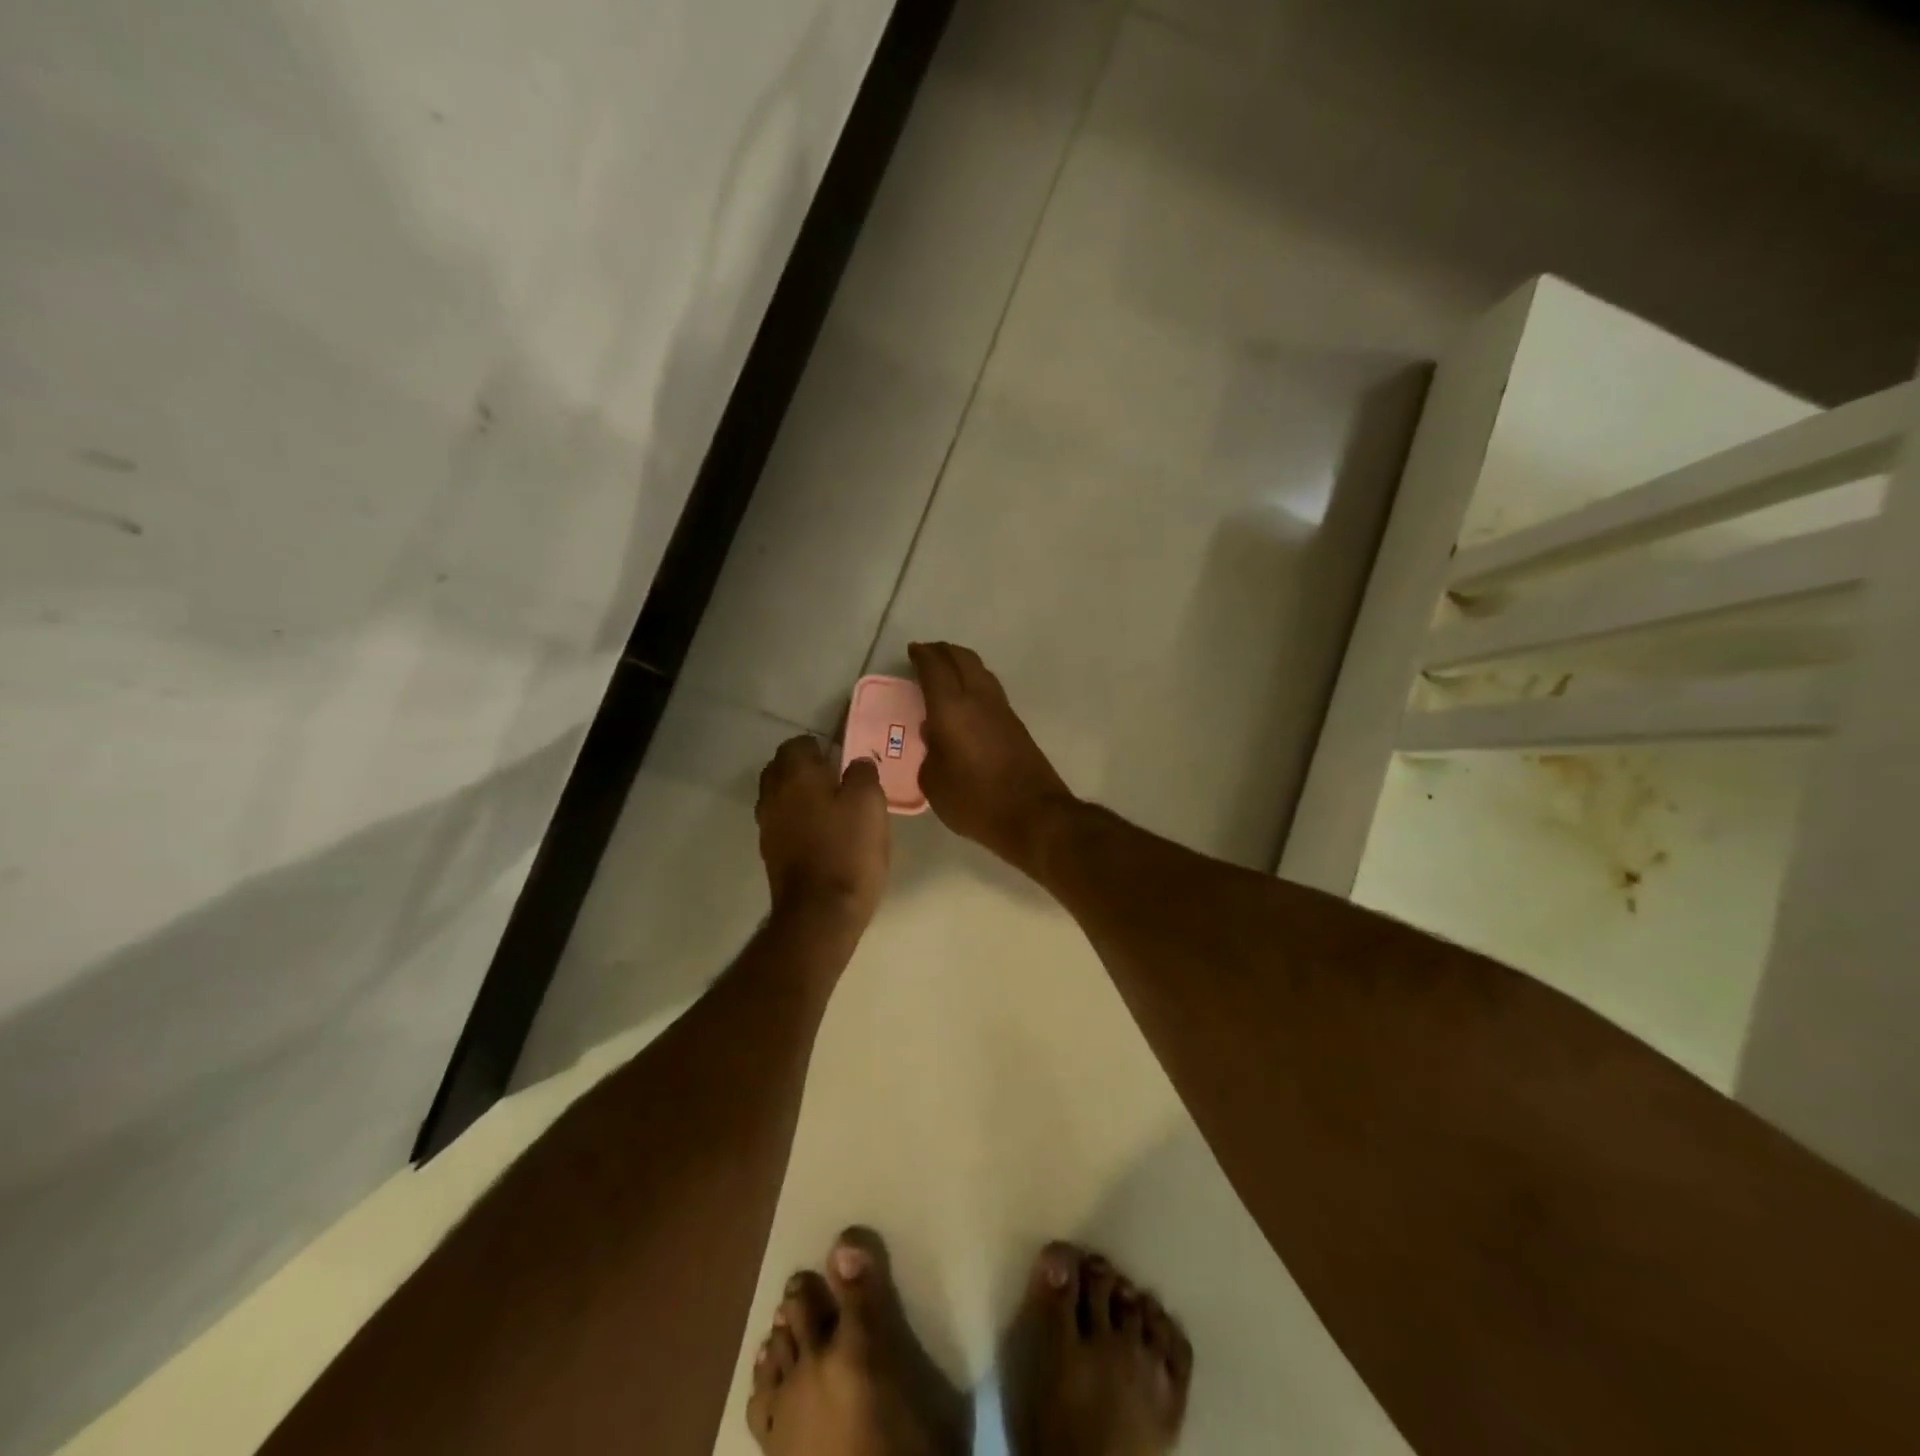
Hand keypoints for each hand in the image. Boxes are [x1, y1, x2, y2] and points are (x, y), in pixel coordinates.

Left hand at [756, 736, 889, 928]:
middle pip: (780, 767)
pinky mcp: (770, 852)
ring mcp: (767, 825)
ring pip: (777, 795)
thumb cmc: (848, 850)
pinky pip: (780, 821)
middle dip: (803, 767)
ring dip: (797, 794)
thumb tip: (856, 763)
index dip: (820, 746)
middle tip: (835, 779)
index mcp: (796, 775)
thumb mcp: (870, 804)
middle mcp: (773, 794)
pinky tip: (819, 832)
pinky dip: (795, 819)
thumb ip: (863, 774)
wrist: (820, 912)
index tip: (842, 759)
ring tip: (828, 806)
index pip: (797, 743)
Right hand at [909, 641, 1076, 871]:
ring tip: (947, 672)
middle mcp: (979, 699)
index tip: (912, 650)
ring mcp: (1002, 710)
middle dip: (943, 651)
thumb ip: (928, 752)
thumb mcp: (934, 782)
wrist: (1033, 815)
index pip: (935, 668)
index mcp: (952, 707)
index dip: (922, 655)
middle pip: (962, 658)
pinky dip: (975, 683)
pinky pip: (991, 690)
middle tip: (928, 654)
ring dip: (962, 664)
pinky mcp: (1017, 725)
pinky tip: (966, 700)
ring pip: (981, 671)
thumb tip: (933, 735)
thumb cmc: (975, 801)